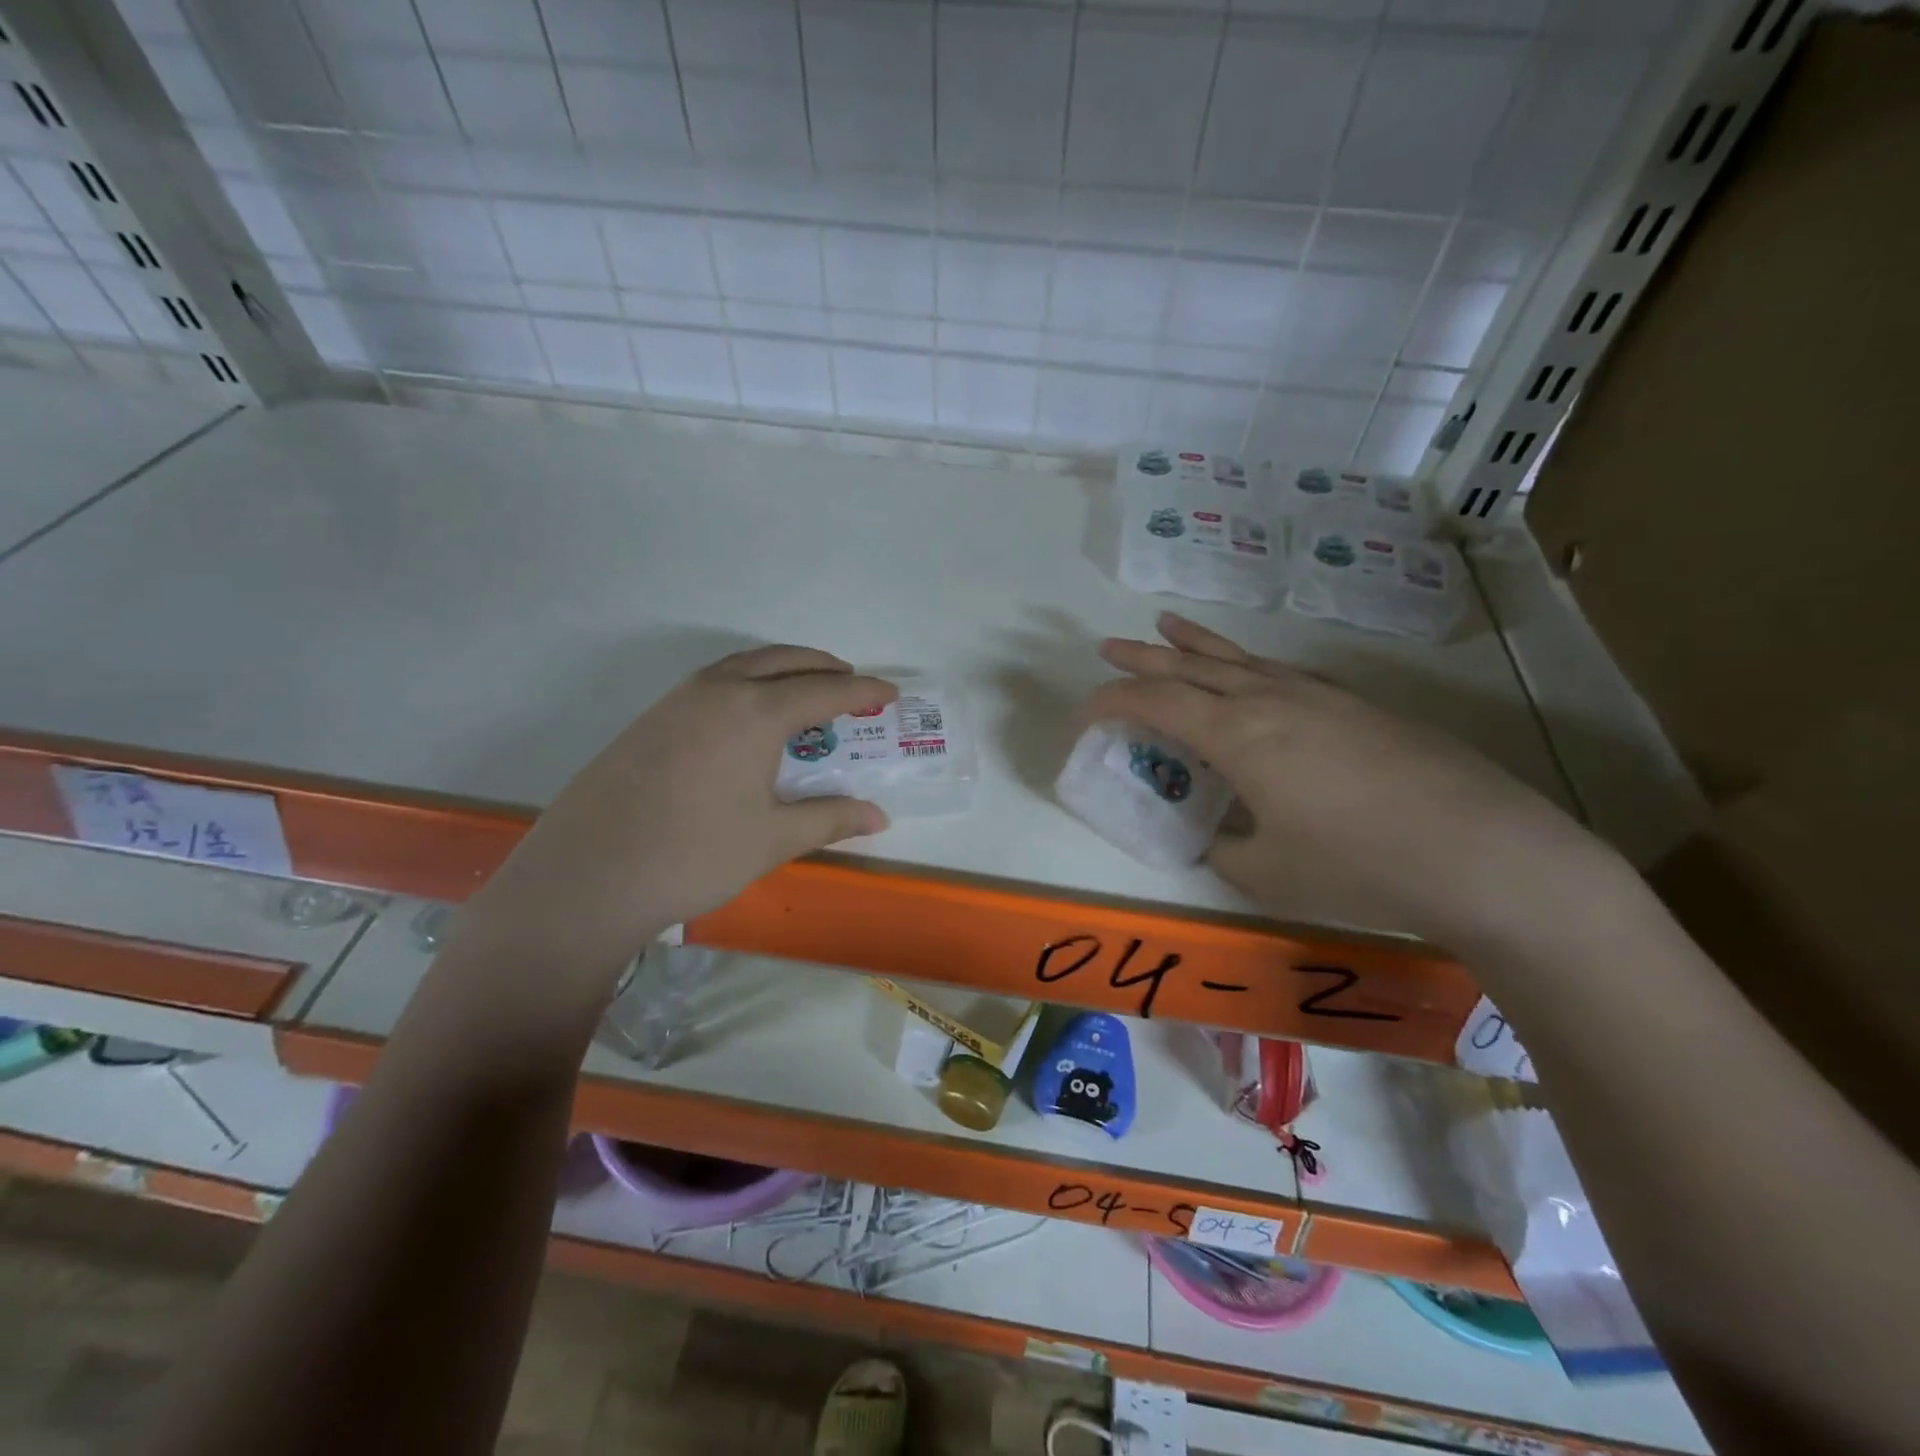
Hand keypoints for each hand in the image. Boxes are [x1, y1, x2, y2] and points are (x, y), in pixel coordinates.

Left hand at [455, 646, 895, 990]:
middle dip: (822, 666)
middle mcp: (717, 690)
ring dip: (781, 669)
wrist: (587, 877)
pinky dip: (746, 683)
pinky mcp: (649, 719)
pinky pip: (712, 682)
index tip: (890, 693)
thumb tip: (878, 817)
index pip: (824, 691)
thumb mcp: (773, 839)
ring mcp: (676, 701)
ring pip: (742, 665)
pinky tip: (748, 718)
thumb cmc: (694, 855)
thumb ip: (829, 819)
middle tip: (851, 683)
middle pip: (782, 661)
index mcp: (754, 712)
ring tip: (805, 692)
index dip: (862, 692)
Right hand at [1090, 613, 1623, 950]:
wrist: (1485, 851)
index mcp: (1238, 733)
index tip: (1083, 716)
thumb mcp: (1269, 872)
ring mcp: (1319, 695)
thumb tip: (1216, 838)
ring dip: (1196, 645)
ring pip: (1239, 658)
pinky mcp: (1356, 704)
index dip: (1111, 703)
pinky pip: (1279, 670)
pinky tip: (1250, 672)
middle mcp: (1271, 699)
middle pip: (1191, 666)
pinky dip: (1246, 663)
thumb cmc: (1361, 865)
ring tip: (1167, 624)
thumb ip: (1225, 849)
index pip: (1155, 702)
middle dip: (1143, 658)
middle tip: (1107, 647)